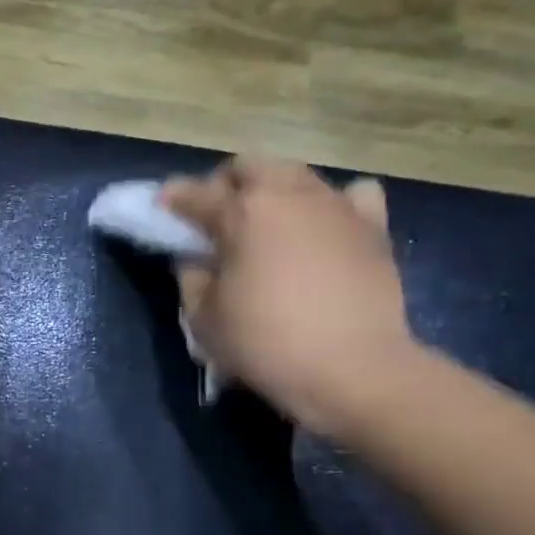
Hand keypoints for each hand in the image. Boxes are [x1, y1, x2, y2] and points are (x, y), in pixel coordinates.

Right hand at [161, 156, 413, 438]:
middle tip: (217, 217)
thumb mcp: (204, 318)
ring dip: (274, 191)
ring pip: (297, 175)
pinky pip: (352, 196)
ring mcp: (336, 206)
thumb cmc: (265, 343)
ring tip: (267, 224)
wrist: (352, 369)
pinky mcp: (373, 227)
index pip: (196, 194)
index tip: (161, 206)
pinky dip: (332, 204)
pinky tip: (323, 227)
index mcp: (242, 213)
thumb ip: (191, 278)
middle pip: (251, 165)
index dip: (173, 199)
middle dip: (227, 183)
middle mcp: (289, 195)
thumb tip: (195, 259)